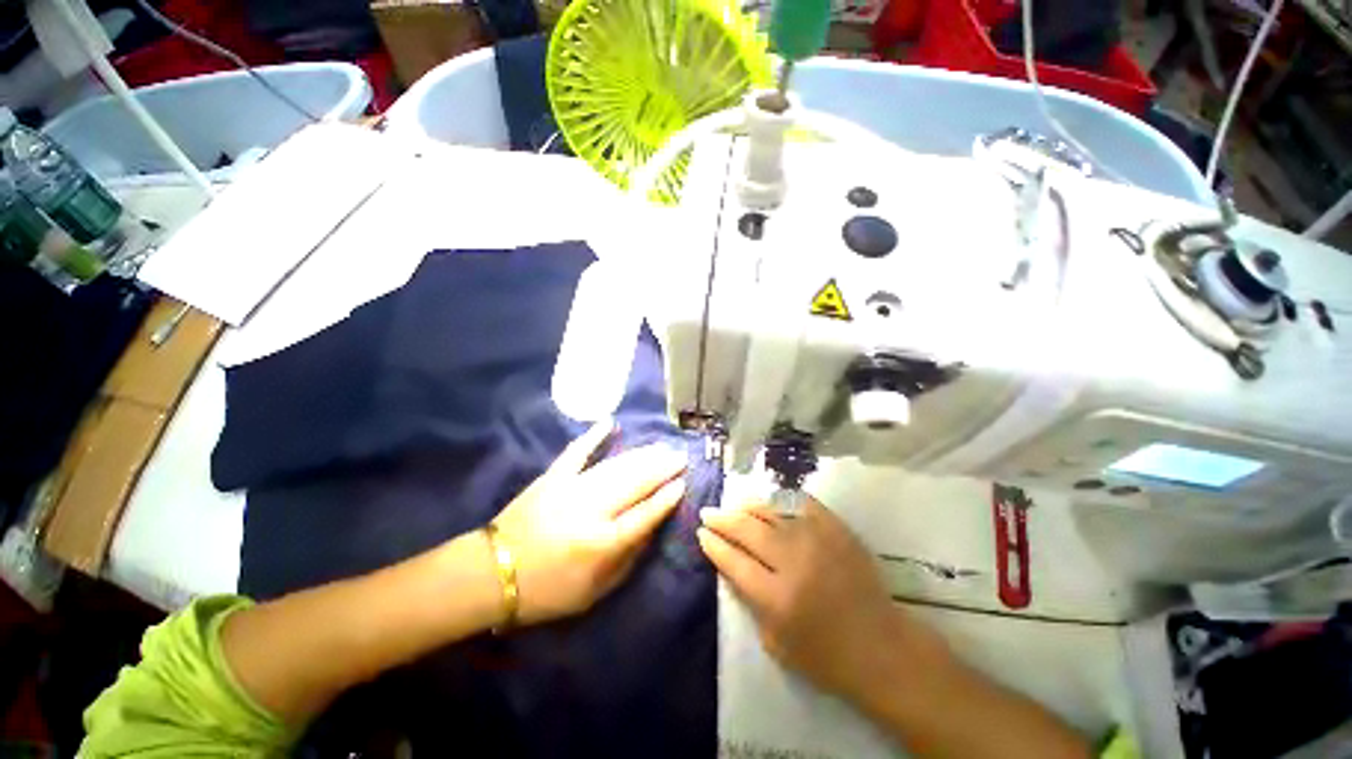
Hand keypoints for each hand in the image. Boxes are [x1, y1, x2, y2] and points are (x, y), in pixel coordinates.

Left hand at [492, 422, 686, 624]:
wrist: (492, 574)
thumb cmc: (547, 591)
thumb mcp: (594, 592)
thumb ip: (627, 560)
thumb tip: (650, 529)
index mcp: (601, 543)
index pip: (643, 515)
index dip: (665, 499)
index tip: (682, 483)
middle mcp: (590, 510)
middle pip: (634, 484)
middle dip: (661, 468)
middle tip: (680, 456)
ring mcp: (570, 489)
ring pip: (614, 466)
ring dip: (641, 455)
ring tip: (660, 447)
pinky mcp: (552, 477)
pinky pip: (576, 452)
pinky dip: (593, 436)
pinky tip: (609, 423)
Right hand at [697, 496, 907, 698]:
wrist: (882, 648)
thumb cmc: (826, 657)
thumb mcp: (775, 644)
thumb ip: (750, 602)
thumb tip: (732, 566)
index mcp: (776, 598)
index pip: (733, 561)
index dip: (714, 545)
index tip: (701, 534)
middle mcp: (793, 562)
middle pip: (747, 530)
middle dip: (722, 519)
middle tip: (708, 512)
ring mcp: (817, 540)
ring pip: (771, 512)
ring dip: (747, 506)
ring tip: (734, 504)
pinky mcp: (837, 530)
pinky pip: (803, 504)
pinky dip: (783, 500)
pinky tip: (771, 500)